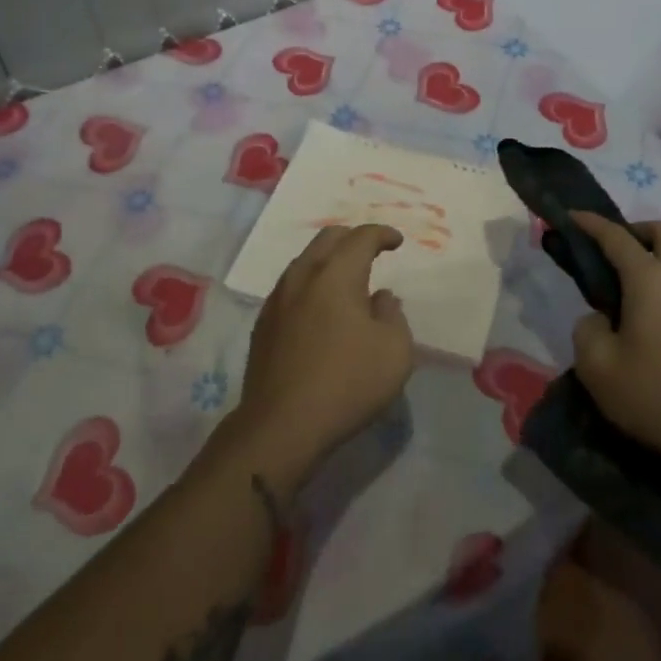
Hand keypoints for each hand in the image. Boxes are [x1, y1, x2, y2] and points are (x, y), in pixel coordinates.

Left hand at [229, 225, 414, 490]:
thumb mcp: (394, 351)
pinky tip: (321, 308)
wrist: (281, 425)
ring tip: (347, 280)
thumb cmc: (346, 383)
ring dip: (329, 261)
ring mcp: (277, 299)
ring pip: (305, 262)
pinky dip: (312, 285)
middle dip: (352, 239)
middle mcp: (302, 276)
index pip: (361, 238)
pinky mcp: (263, 324)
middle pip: (327, 239)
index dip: (382, 234)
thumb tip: (380, 298)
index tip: (397, 241)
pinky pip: (292, 287)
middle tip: (371, 252)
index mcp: (336, 274)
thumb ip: (393, 315)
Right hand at [569, 212, 660, 470]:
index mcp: (650, 279)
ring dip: (655, 257)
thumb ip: (588, 330)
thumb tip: (601, 320)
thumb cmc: (655, 394)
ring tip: (629, 288)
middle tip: (611, 253)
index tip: (570, 218)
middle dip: (635, 231)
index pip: (616, 237)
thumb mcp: (597, 366)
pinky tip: (652, 315)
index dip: (590, 224)